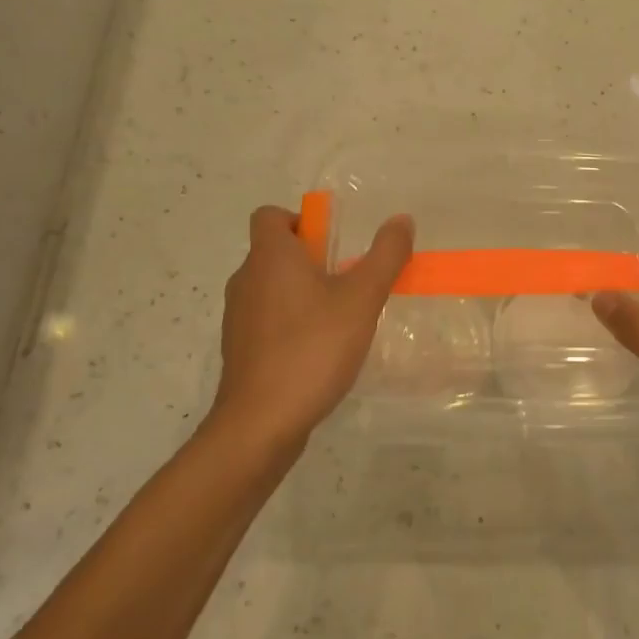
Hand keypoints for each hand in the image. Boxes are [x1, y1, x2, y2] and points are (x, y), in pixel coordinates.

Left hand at [209, 206, 414, 454]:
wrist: (260, 422)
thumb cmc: (312, 348)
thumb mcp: (361, 299)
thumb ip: (385, 256)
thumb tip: (401, 219)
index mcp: (270, 257)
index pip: (269, 215)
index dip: (300, 220)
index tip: (332, 243)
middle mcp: (246, 279)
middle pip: (274, 252)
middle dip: (311, 259)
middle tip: (349, 281)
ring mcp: (237, 317)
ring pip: (271, 288)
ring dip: (302, 293)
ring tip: (339, 319)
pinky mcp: (239, 350)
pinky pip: (266, 321)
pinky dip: (290, 324)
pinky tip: (318, 351)